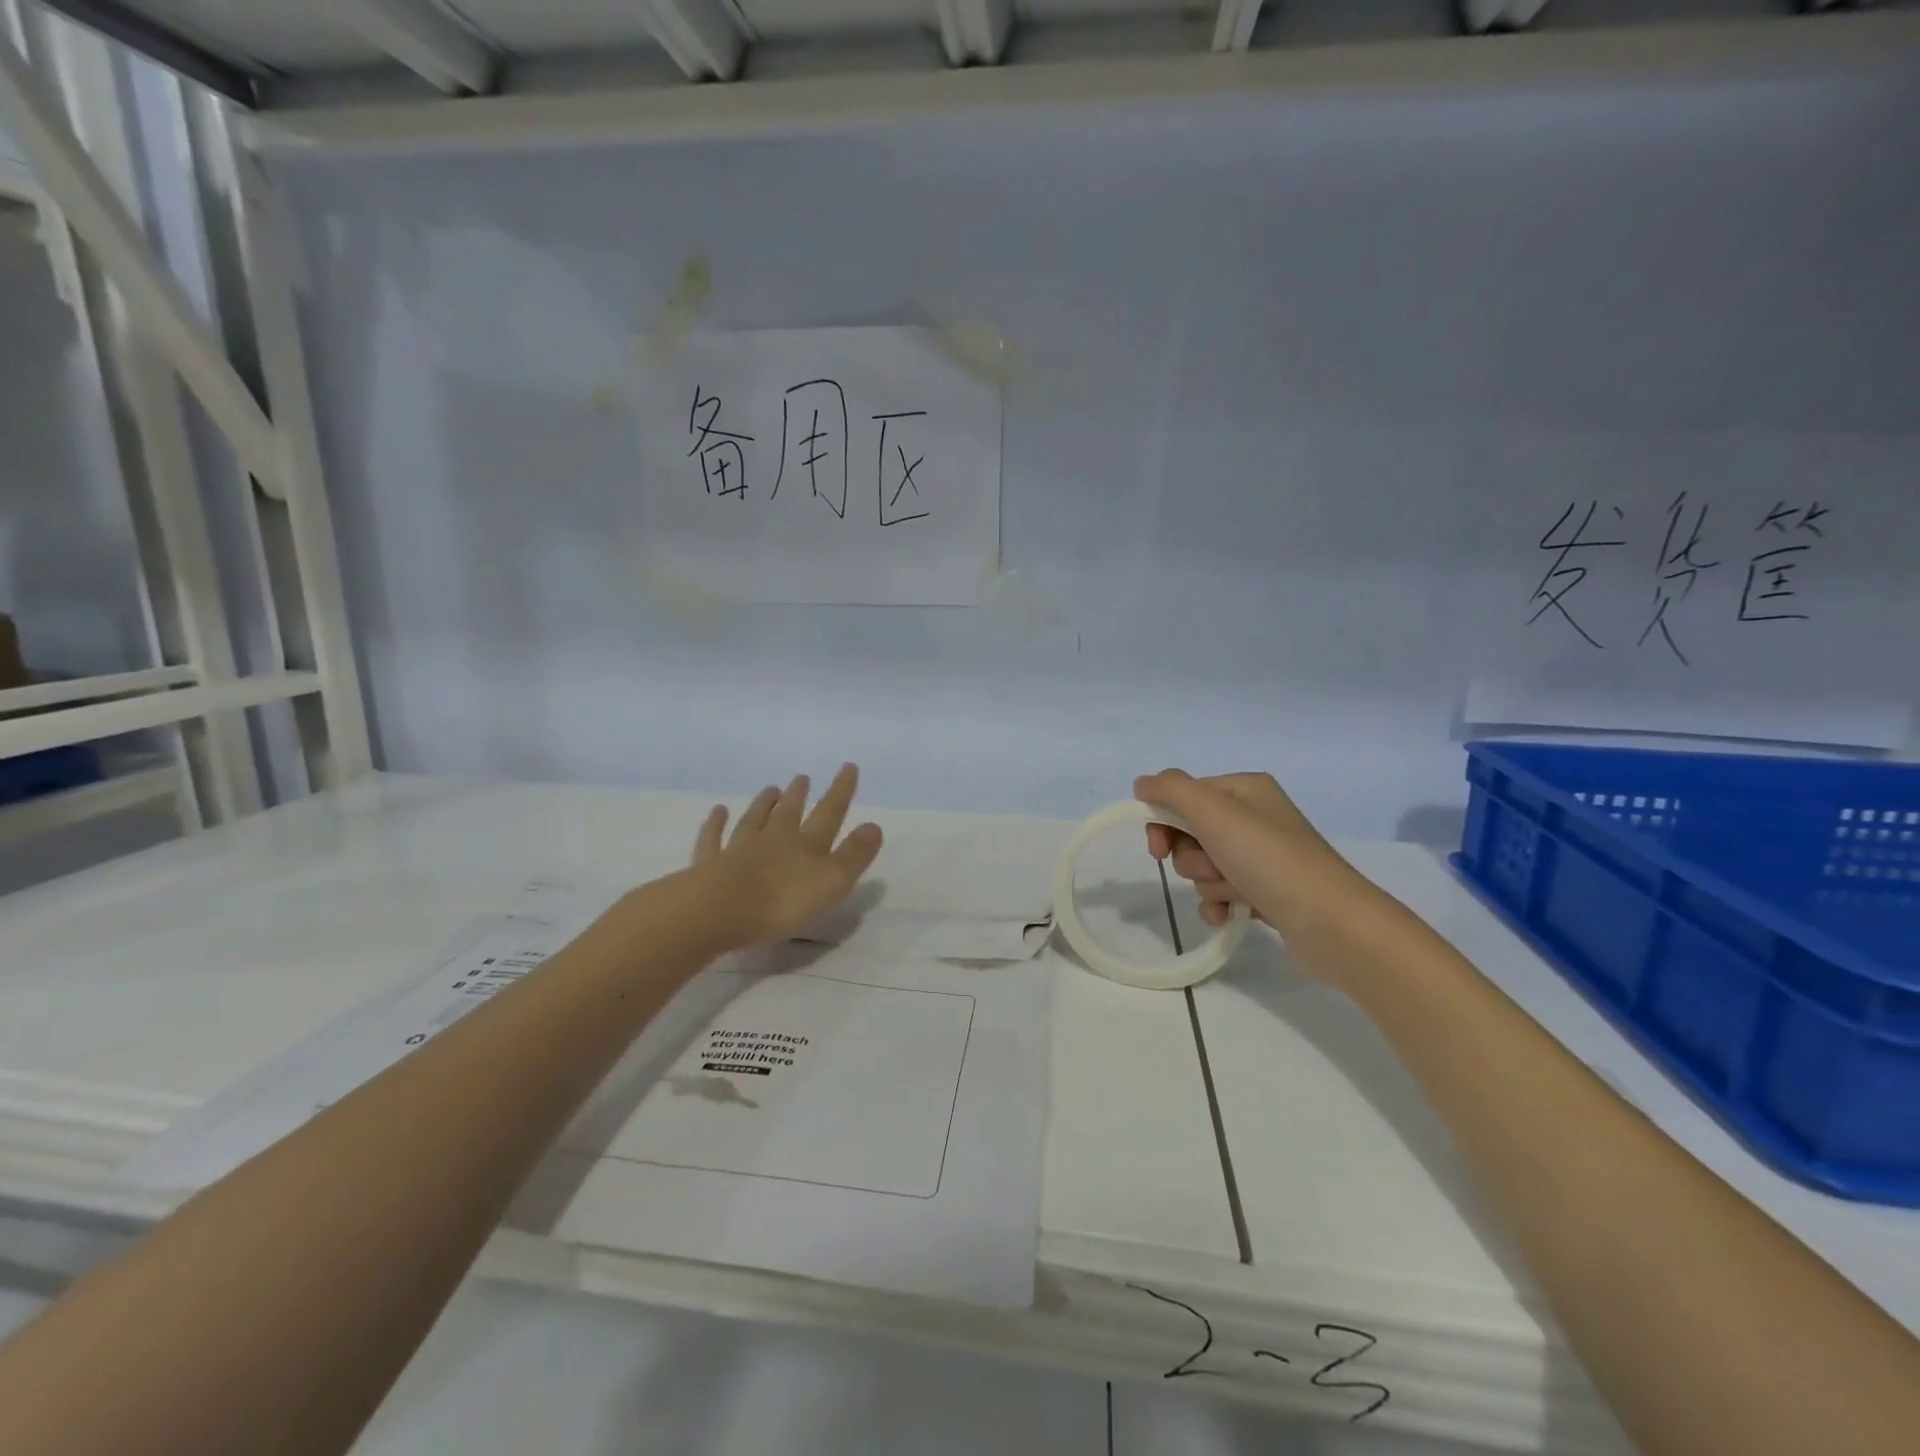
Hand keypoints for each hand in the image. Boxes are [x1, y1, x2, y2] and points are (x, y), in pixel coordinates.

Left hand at [690, 763, 883, 948]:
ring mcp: (738, 850)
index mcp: (806, 845)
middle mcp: (773, 840)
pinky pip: (713, 839)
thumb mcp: (832, 881)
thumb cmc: (782, 901)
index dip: (841, 791)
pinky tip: (718, 812)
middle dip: (799, 795)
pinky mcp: (709, 866)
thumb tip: (874, 825)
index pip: (829, 813)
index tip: (849, 766)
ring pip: (753, 820)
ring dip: (763, 804)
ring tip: (770, 789)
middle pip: (788, 812)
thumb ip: (854, 855)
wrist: (718, 911)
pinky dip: (716, 824)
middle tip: (802, 777)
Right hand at [1134, 769, 1361, 940]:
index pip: (1182, 795)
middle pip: (1190, 832)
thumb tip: (1141, 783)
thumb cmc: (1268, 858)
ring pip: (1202, 865)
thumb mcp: (1214, 812)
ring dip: (1209, 882)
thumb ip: (1171, 791)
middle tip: (1212, 867)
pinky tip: (1229, 915)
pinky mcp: (1265, 891)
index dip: (1163, 821)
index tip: (1157, 848)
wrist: (1330, 922)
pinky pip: (1220, 893)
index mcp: (1243, 789)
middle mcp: (1253, 817)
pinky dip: (1218, 904)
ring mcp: (1261, 856)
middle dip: (1192, 856)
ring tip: (1236, 892)